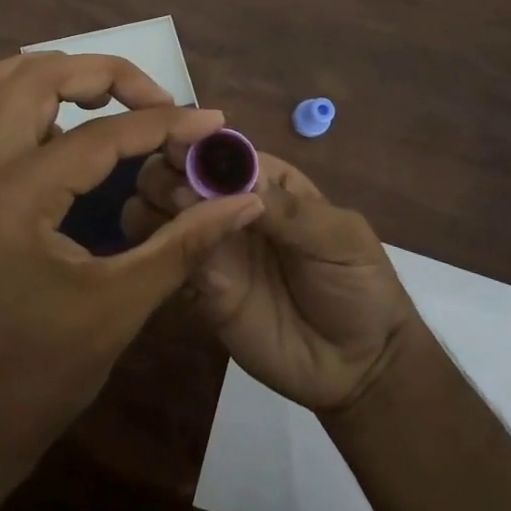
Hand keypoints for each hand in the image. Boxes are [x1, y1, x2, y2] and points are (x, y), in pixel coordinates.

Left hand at [0, 53, 264, 473]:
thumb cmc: (39, 375)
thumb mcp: (121, 307)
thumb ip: (186, 244)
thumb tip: (244, 201)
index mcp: (14, 199)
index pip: (99, 134)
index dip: (164, 122)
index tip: (211, 121)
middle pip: (33, 76)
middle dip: (102, 72)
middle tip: (154, 97)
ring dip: (50, 74)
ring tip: (106, 97)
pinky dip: (24, 100)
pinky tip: (65, 131)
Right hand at [122, 144, 421, 413]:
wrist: (358, 365)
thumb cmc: (358, 284)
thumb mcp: (338, 237)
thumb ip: (287, 210)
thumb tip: (229, 185)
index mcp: (265, 182)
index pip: (219, 151)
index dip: (194, 145)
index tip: (175, 150)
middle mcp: (227, 207)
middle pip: (177, 175)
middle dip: (165, 175)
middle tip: (177, 197)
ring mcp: (211, 248)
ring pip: (158, 212)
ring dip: (151, 208)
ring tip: (170, 225)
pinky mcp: (198, 289)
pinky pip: (164, 260)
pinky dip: (155, 249)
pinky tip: (164, 253)